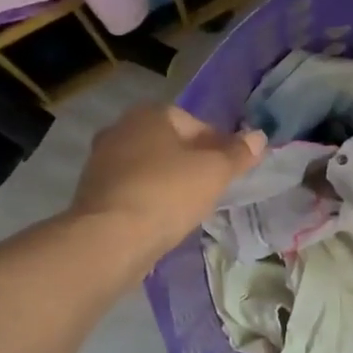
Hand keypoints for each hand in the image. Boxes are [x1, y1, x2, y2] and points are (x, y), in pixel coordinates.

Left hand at [68, 104, 266, 270]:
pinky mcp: (93, 193)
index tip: (230, 170)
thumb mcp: (214, 172)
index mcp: (149, 114)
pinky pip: (133, 190)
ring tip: (191, 207)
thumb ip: (238, 153)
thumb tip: (259, 137)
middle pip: (170, 144)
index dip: (218, 145)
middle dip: (192, 162)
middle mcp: (120, 129)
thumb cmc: (168, 193)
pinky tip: (163, 220)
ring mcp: (101, 162)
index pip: (195, 123)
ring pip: (149, 168)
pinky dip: (150, 199)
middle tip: (213, 188)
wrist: (111, 238)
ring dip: (170, 182)